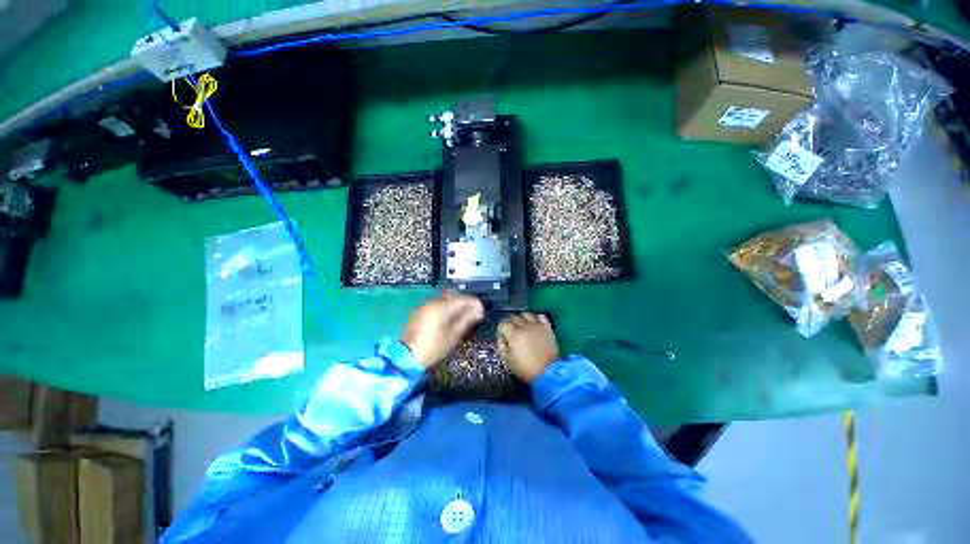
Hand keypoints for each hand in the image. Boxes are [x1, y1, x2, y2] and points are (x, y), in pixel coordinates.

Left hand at [401, 293, 484, 367]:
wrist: (407, 356)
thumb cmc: (433, 347)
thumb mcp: (453, 335)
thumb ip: (467, 320)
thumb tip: (478, 310)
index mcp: (442, 307)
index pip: (463, 299)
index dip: (474, 304)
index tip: (481, 311)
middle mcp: (433, 302)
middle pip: (454, 297)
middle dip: (465, 305)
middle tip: (473, 316)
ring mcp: (425, 306)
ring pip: (445, 301)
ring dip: (455, 307)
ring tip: (462, 319)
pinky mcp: (420, 311)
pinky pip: (437, 306)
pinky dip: (446, 309)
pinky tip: (449, 320)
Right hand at [497, 313, 559, 383]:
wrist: (549, 372)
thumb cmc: (526, 368)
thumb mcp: (509, 361)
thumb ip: (502, 347)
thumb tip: (501, 338)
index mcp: (514, 334)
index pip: (503, 323)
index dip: (501, 328)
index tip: (502, 333)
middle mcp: (525, 326)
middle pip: (514, 317)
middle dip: (510, 322)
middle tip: (510, 330)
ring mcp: (537, 325)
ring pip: (526, 314)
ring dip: (522, 318)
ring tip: (522, 325)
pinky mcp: (547, 327)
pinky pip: (540, 316)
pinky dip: (535, 317)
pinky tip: (534, 323)